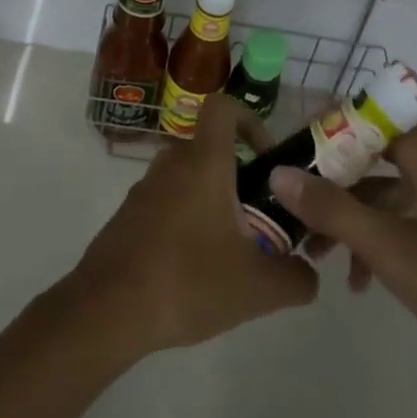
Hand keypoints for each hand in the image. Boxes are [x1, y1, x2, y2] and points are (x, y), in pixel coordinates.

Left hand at [64, 95, 317, 360]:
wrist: (107, 311)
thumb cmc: (187, 281)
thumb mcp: (258, 289)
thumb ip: (296, 278)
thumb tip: (309, 274)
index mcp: (203, 162)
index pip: (222, 106)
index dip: (249, 119)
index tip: (266, 157)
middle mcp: (172, 163)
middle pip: (210, 148)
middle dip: (239, 176)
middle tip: (259, 219)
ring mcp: (144, 188)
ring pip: (189, 178)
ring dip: (213, 202)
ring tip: (231, 252)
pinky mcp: (128, 215)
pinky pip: (167, 203)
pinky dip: (186, 221)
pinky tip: (195, 270)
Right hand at [266, 125, 416, 376]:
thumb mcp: (388, 246)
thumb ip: (331, 208)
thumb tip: (278, 174)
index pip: (372, 118)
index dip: (331, 127)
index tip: (293, 149)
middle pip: (371, 157)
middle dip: (331, 181)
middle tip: (292, 201)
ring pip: (381, 195)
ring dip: (348, 219)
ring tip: (314, 252)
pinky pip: (398, 223)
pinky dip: (373, 243)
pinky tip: (356, 282)